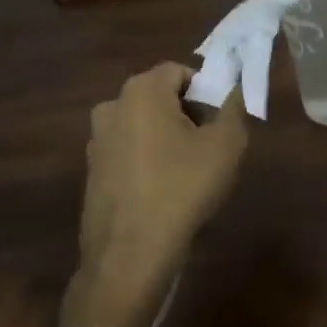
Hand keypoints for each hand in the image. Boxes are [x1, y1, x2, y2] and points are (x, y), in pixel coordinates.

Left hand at [79, 63, 249, 306]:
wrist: (131, 254)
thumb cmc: (182, 188)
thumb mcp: (226, 145)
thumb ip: (234, 108)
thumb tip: (234, 90)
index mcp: (142, 91)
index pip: (180, 71)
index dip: (205, 91)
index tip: (220, 120)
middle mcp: (112, 107)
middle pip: (159, 97)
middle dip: (187, 114)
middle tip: (209, 146)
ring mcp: (97, 142)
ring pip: (143, 126)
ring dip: (166, 139)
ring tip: (189, 173)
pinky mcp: (92, 173)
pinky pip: (128, 154)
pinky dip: (147, 162)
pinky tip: (164, 193)